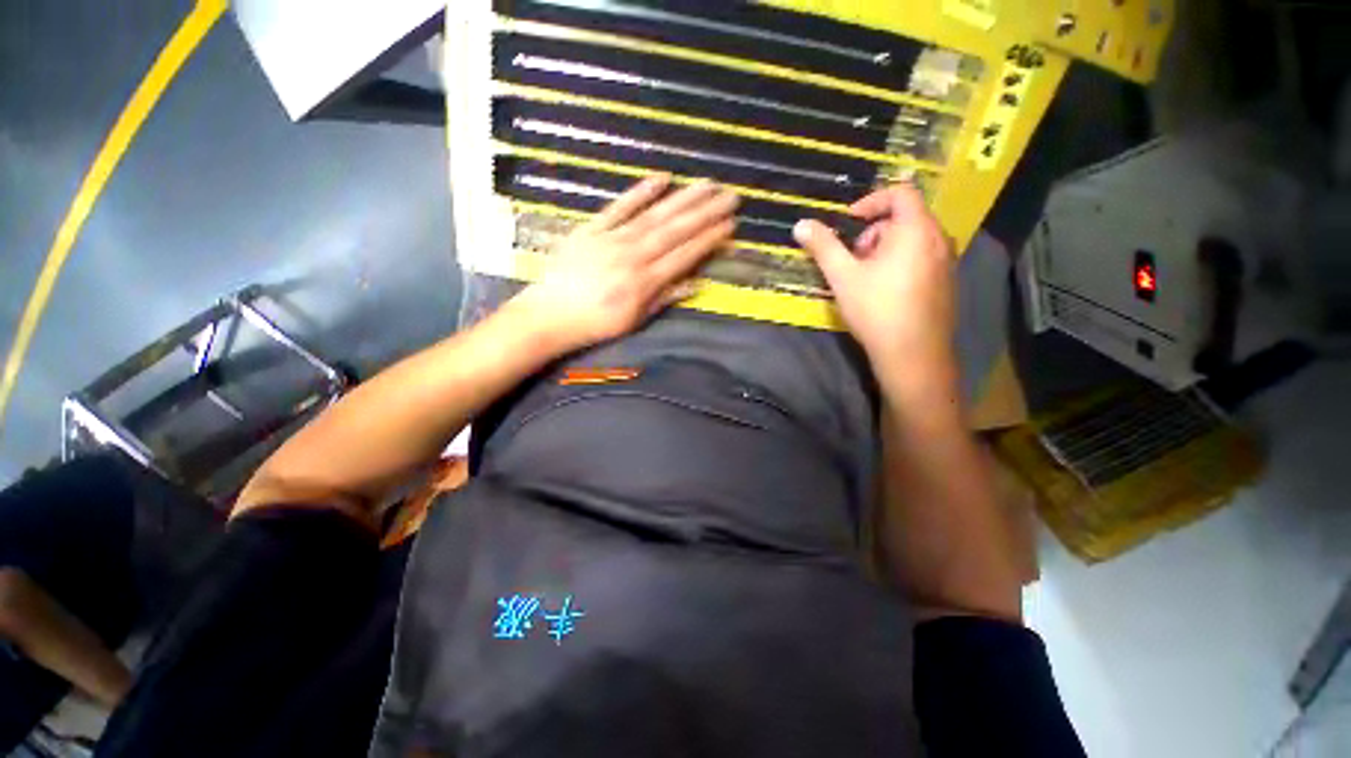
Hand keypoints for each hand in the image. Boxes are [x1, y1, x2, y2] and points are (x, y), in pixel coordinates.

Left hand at [510, 174, 737, 353]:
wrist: (549, 315)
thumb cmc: (596, 323)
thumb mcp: (634, 320)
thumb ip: (665, 298)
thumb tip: (697, 284)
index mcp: (644, 282)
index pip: (684, 256)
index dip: (708, 240)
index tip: (729, 225)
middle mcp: (633, 256)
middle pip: (675, 231)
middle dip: (705, 213)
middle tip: (730, 196)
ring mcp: (612, 239)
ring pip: (653, 215)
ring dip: (682, 199)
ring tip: (706, 184)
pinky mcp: (592, 229)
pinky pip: (619, 207)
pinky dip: (640, 192)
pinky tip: (661, 178)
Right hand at [794, 185, 954, 378]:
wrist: (912, 354)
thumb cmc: (876, 309)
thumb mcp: (843, 276)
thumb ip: (823, 246)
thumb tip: (801, 224)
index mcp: (916, 229)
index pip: (900, 193)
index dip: (871, 201)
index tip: (848, 222)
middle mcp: (940, 239)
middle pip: (905, 217)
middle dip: (874, 231)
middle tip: (853, 258)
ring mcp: (947, 261)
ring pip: (913, 240)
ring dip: (885, 248)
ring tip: (866, 277)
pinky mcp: (947, 282)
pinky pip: (923, 258)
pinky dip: (901, 262)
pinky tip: (884, 292)